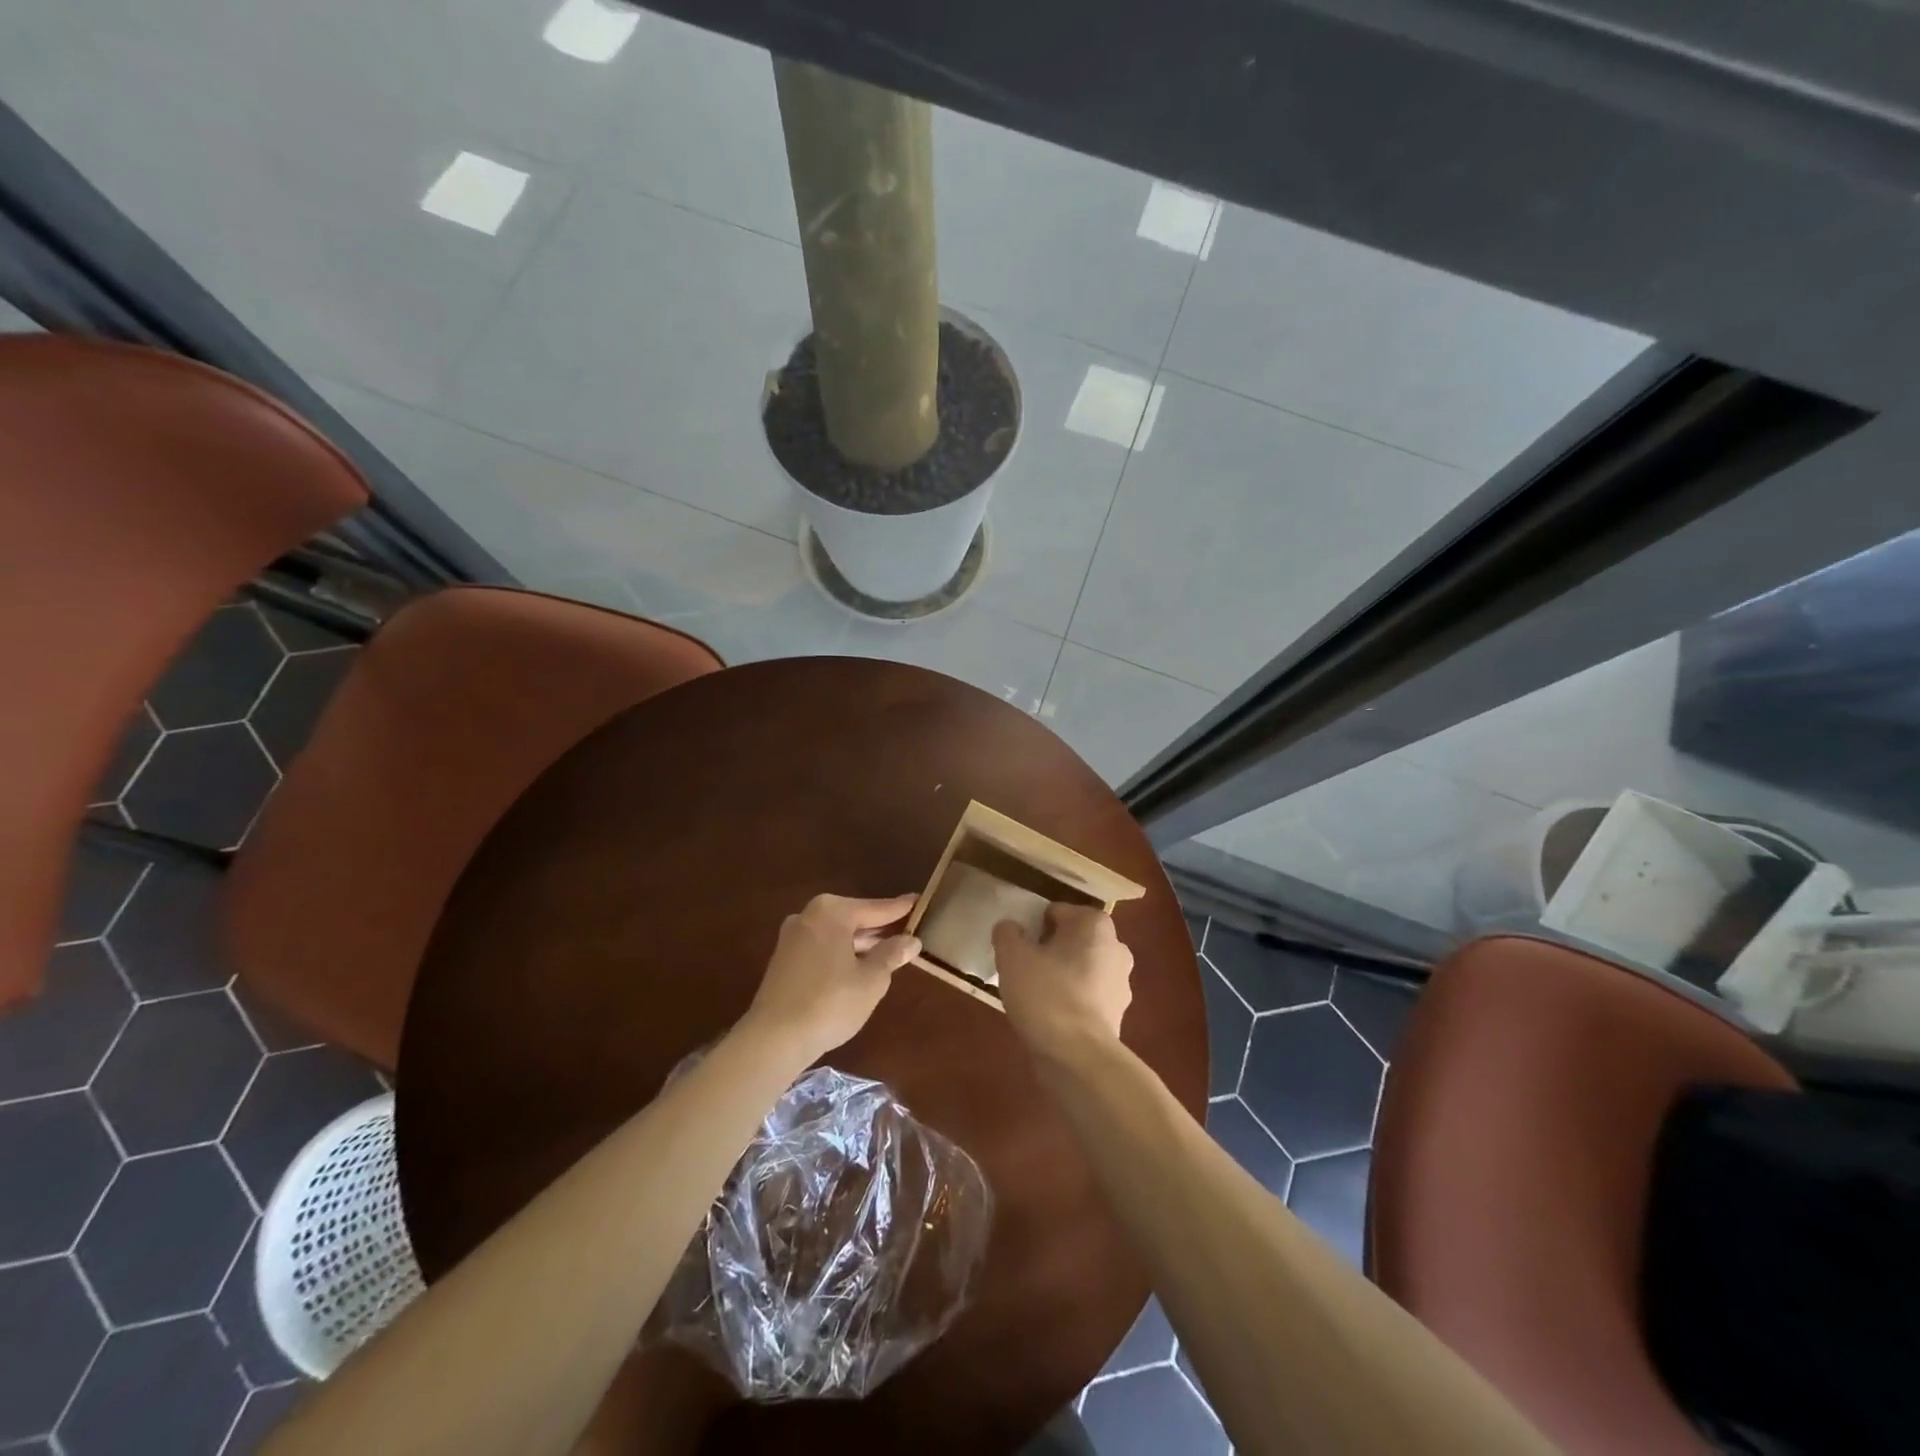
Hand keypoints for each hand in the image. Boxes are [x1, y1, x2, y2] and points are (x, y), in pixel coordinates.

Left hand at [743, 894, 920, 1061]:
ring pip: (837, 934)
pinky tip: (857, 967)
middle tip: (907, 929)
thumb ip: (892, 955)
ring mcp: (793, 937)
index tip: (919, 900)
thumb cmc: (830, 1002)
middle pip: (854, 918)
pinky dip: (841, 953)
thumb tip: (911, 941)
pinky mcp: (784, 959)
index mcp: (832, 912)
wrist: (774, 1038)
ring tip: (887, 951)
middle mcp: (809, 916)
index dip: (900, 908)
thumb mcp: (872, 980)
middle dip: (879, 928)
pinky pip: (822, 947)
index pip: (876, 908)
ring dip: (860, 943)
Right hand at [992, 905, 1134, 1061]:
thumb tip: (1011, 928)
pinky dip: (1071, 1000)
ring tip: (1033, 996)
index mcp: (1094, 924)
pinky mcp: (1119, 1012)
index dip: (1033, 926)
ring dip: (1061, 975)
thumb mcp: (1012, 957)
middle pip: (1072, 939)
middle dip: (1049, 950)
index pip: (1056, 912)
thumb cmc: (1046, 994)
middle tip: (1023, 969)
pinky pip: (1087, 995)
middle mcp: (1116, 946)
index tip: (1018, 948)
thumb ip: (1008, 933)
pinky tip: (1050, 1016)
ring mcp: (1122, 981)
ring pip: (1081, 968)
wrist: (1079, 1056)